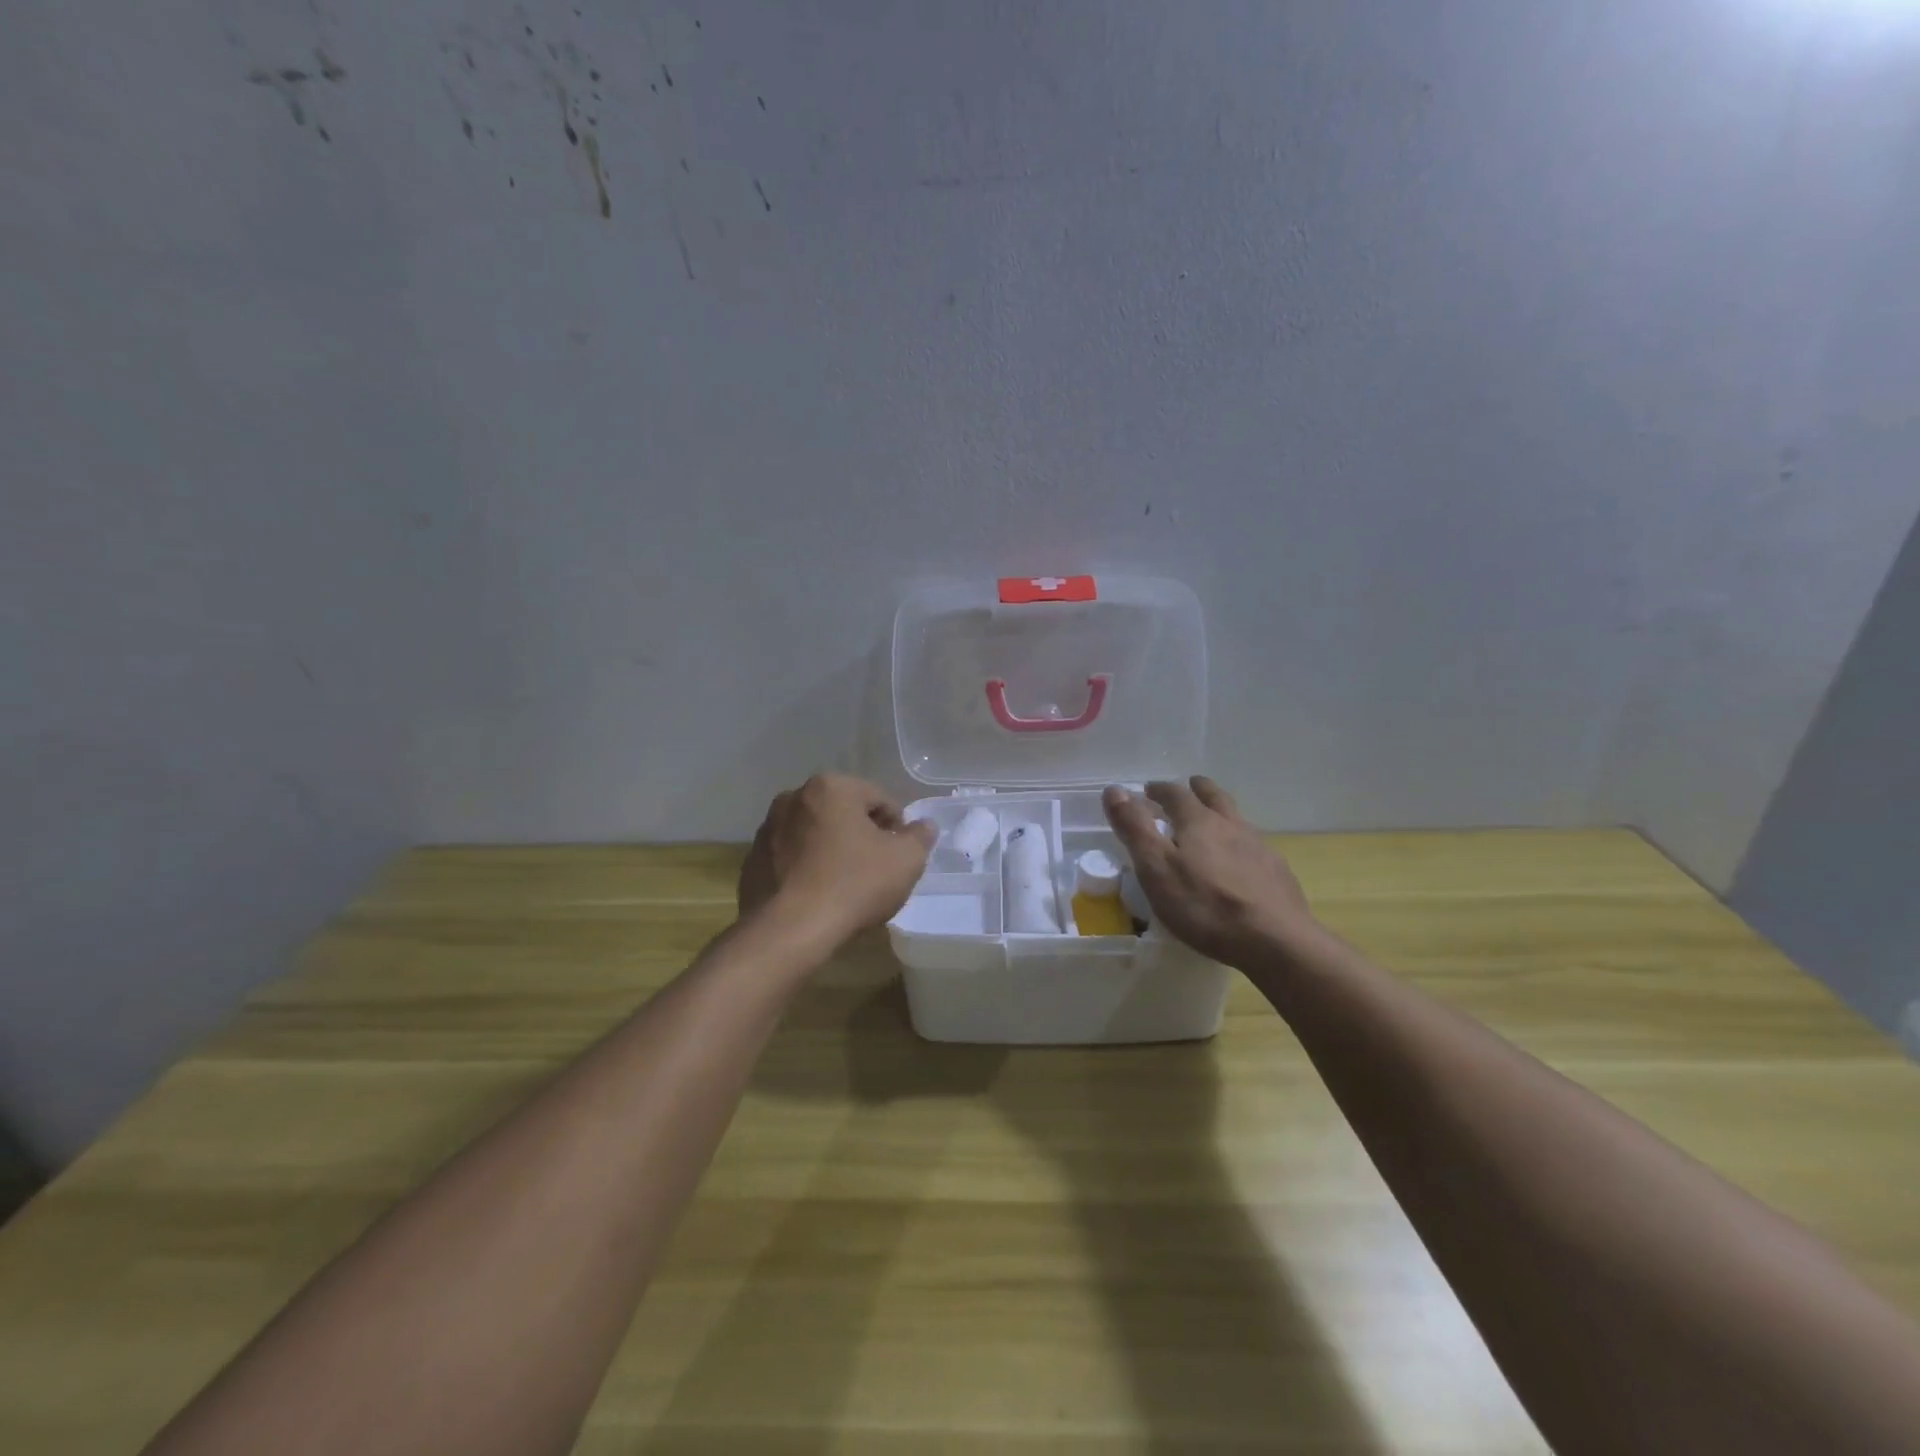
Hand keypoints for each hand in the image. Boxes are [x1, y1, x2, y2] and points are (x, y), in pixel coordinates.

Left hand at [739, 773, 936, 950]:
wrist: (788, 931)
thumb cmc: (853, 885)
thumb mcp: (905, 861)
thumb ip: (919, 838)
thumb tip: (924, 826)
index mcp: (831, 787)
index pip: (879, 799)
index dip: (897, 828)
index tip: (900, 857)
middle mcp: (793, 797)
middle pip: (843, 813)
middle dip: (861, 836)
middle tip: (876, 871)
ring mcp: (767, 829)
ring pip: (815, 835)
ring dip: (832, 851)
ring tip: (845, 887)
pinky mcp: (751, 861)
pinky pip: (791, 859)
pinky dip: (806, 870)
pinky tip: (817, 897)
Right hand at [1103, 776, 1317, 967]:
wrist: (1275, 941)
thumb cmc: (1205, 905)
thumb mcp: (1156, 868)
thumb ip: (1135, 828)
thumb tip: (1114, 790)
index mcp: (1198, 822)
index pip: (1175, 794)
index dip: (1159, 790)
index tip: (1147, 790)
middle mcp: (1231, 825)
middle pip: (1214, 797)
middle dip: (1197, 790)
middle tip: (1188, 787)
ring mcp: (1259, 848)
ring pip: (1236, 819)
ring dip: (1220, 814)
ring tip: (1212, 823)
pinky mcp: (1277, 872)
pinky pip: (1254, 847)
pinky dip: (1240, 844)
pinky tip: (1239, 863)